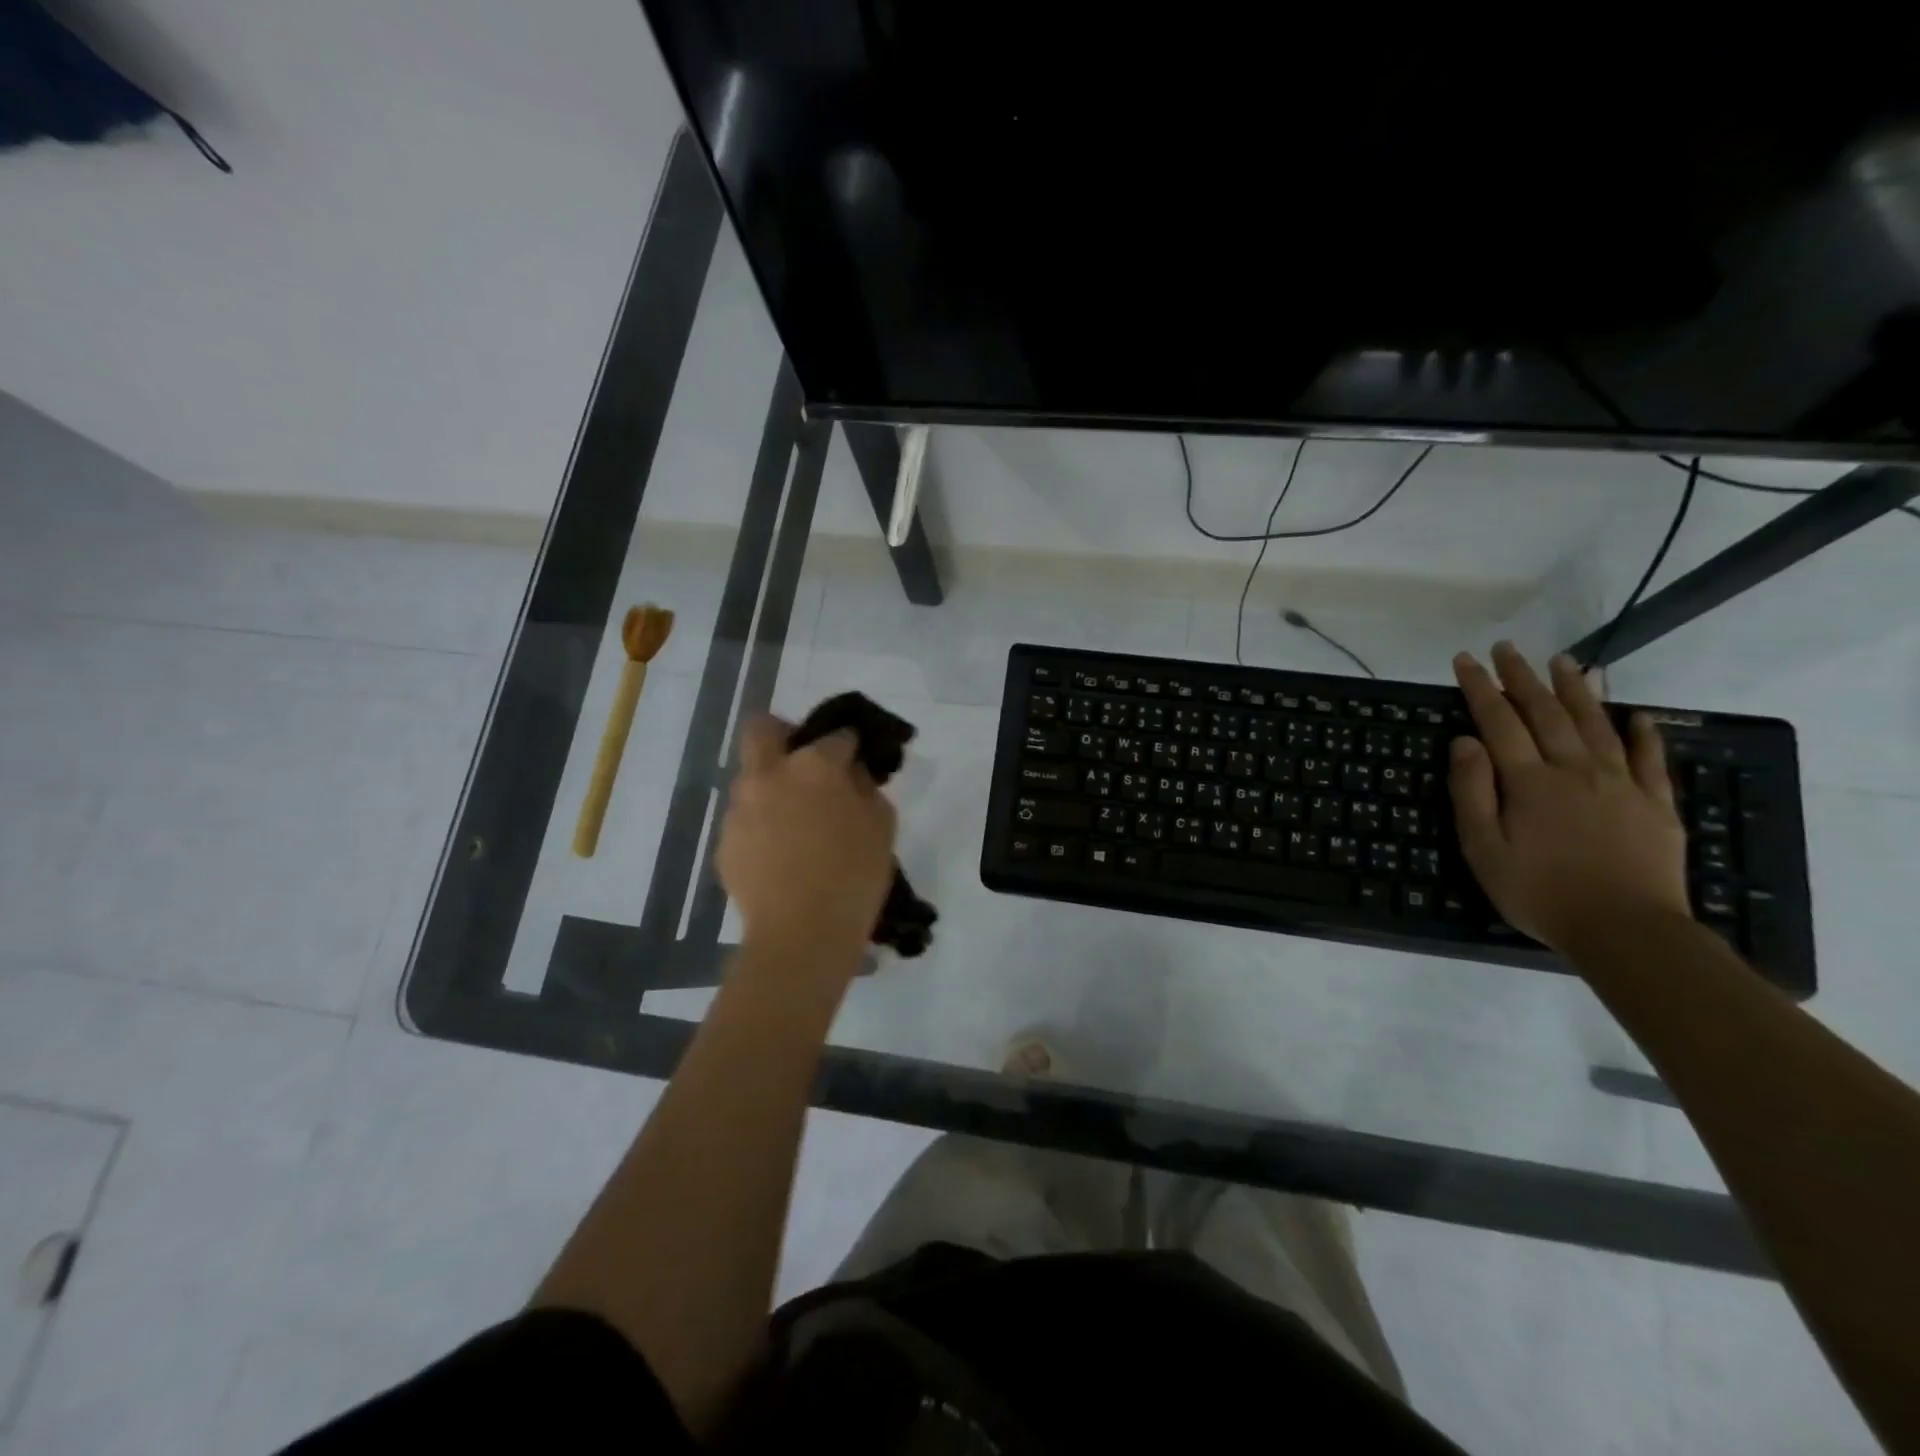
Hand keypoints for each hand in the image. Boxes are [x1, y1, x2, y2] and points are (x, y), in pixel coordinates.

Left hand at [716, 714, 897, 957]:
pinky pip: (745, 819)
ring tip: (796, 823)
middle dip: (784, 733)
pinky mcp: (725, 842)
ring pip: (751, 777)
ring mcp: (740, 808)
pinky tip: (781, 855)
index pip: (836, 735)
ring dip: (772, 786)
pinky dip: (762, 825)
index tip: (856, 758)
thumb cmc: (854, 876)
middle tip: (807, 764)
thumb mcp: (881, 825)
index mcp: (814, 765)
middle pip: (763, 728)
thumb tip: (852, 773)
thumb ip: (866, 788)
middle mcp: (769, 775)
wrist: (802, 935)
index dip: (849, 744)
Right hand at [1448, 642, 1689, 953]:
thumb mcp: (1483, 847)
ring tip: (1564, 662)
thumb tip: (1465, 741)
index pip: (1498, 721)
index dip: (1480, 688)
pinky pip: (1648, 758)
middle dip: (1523, 678)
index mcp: (1529, 781)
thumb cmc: (1540, 892)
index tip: (1465, 660)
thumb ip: (1471, 791)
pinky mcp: (1655, 804)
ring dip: (1576, 690)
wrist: (1627, 931)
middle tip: (1507, 648)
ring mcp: (1620, 784)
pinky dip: (1642, 732)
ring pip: (1596, 724)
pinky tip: (1636, 714)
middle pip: (1546, 713)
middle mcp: (1574, 770)